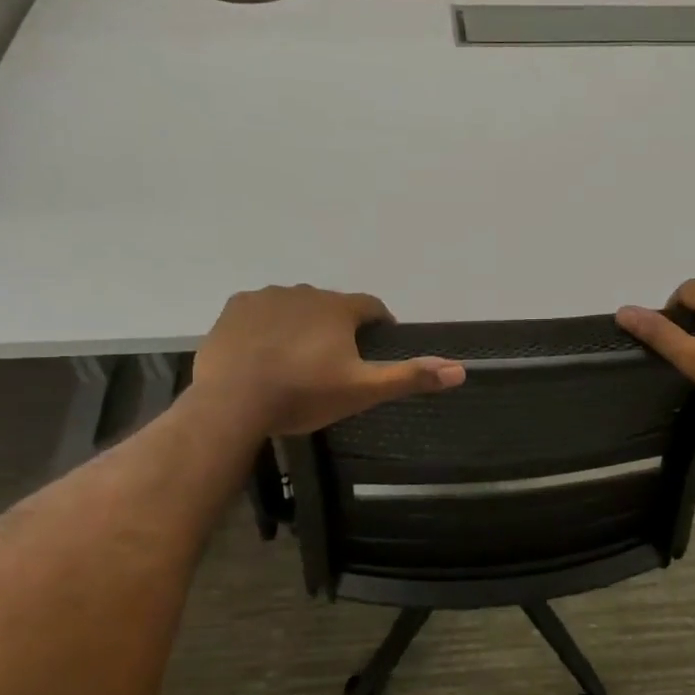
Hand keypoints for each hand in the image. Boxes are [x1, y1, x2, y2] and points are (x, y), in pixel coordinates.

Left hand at [190, 286, 464, 436]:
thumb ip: (410, 377)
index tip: (376, 346)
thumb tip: (461, 370)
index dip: (379, 325)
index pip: (372, 307)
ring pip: (295, 307)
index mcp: (339, 308)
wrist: (233, 402)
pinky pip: (260, 311)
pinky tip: (263, 353)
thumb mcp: (363, 391)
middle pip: (331, 306)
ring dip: (301, 325)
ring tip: (295, 360)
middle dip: (337, 327)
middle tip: (333, 364)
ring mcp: (266, 297)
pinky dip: (267, 326)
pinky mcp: (235, 308)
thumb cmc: (304, 395)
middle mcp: (305, 291)